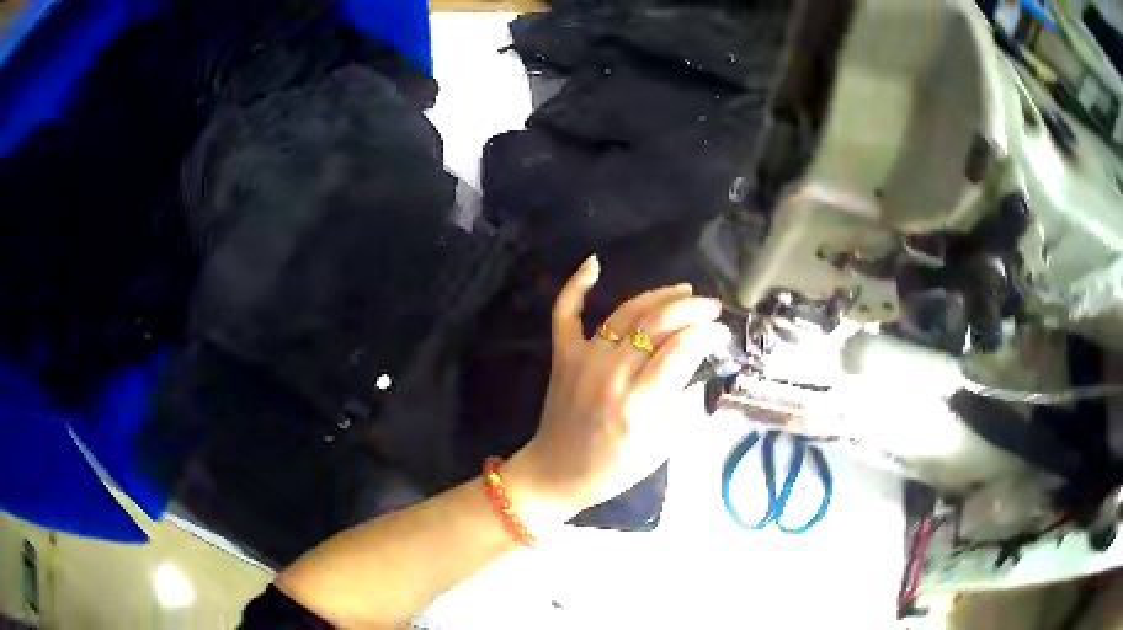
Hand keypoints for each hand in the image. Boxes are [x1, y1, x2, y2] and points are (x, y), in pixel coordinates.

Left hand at [505, 255, 730, 525]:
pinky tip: (594, 263)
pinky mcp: (562, 356)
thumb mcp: (661, 447)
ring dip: (658, 296)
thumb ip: (682, 404)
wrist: (556, 473)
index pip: (681, 349)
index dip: (706, 334)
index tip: (720, 333)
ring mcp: (583, 360)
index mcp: (639, 403)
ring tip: (683, 291)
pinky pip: (565, 313)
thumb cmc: (613, 469)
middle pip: (657, 323)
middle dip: (691, 308)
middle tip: (711, 307)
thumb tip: (697, 365)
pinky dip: (577, 286)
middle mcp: (611, 374)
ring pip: (625, 313)